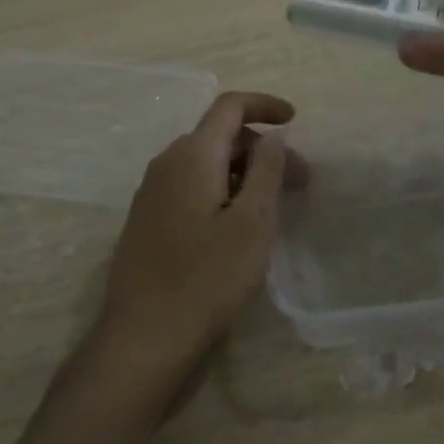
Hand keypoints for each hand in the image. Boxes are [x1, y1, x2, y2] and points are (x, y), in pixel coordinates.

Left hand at [87, 91, 295, 410]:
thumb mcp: (252, 222)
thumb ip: (266, 170)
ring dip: (244, 173)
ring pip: (206, 164)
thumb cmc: (207, 278)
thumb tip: (273, 135)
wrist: (144, 338)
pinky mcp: (148, 221)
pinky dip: (222, 191)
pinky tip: (239, 225)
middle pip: (220, 136)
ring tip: (274, 206)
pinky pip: (191, 188)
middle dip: (262, 149)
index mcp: (191, 156)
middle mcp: (166, 164)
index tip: (295, 121)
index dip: (265, 105)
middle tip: (299, 182)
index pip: (229, 107)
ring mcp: (152, 194)